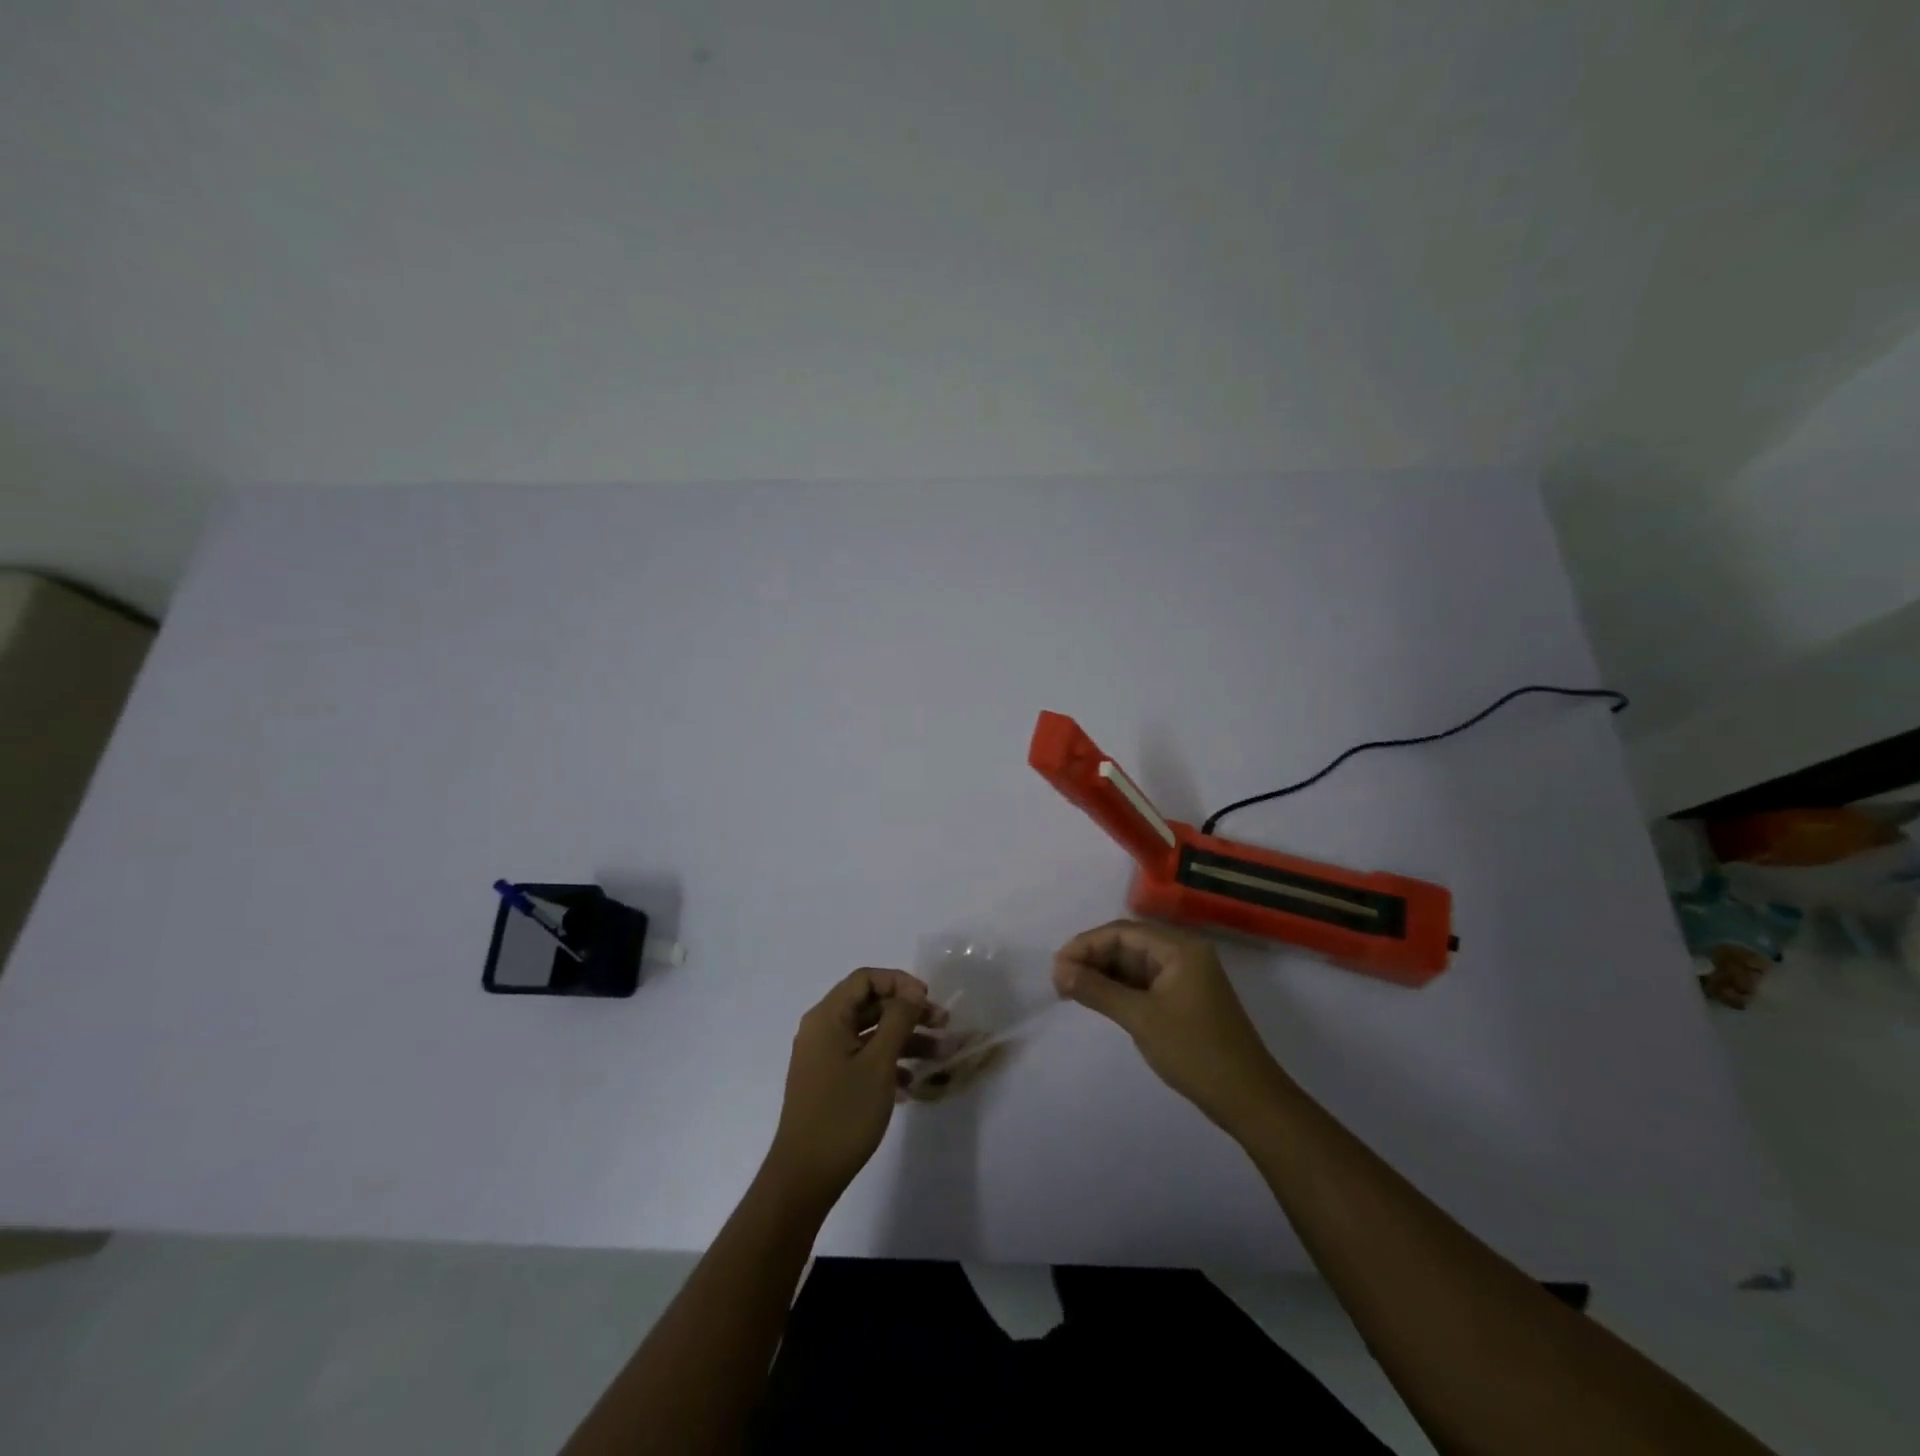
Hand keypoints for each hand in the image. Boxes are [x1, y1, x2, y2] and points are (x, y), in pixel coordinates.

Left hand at [764, 969, 944, 1206]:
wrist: (805, 1176)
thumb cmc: (843, 1114)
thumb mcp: (878, 1063)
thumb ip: (898, 1020)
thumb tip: (912, 990)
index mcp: (827, 1017)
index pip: (865, 979)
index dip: (899, 982)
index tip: (928, 999)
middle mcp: (822, 1030)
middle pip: (870, 1005)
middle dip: (908, 1012)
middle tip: (943, 1025)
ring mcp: (824, 1057)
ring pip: (870, 1033)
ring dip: (904, 1039)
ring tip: (939, 1055)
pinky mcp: (829, 1081)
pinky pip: (863, 1058)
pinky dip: (888, 1062)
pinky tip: (911, 1084)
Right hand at [1052, 920, 1285, 1131]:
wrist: (1249, 1099)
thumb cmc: (1195, 1052)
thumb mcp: (1141, 1018)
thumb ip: (1097, 990)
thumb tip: (1059, 970)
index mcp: (1180, 948)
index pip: (1123, 931)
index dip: (1086, 944)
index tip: (1057, 965)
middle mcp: (1184, 954)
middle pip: (1129, 943)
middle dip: (1093, 957)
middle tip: (1060, 980)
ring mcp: (1187, 977)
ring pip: (1135, 964)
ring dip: (1104, 973)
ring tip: (1071, 990)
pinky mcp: (1185, 999)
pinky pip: (1145, 982)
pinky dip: (1120, 988)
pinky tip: (1098, 999)